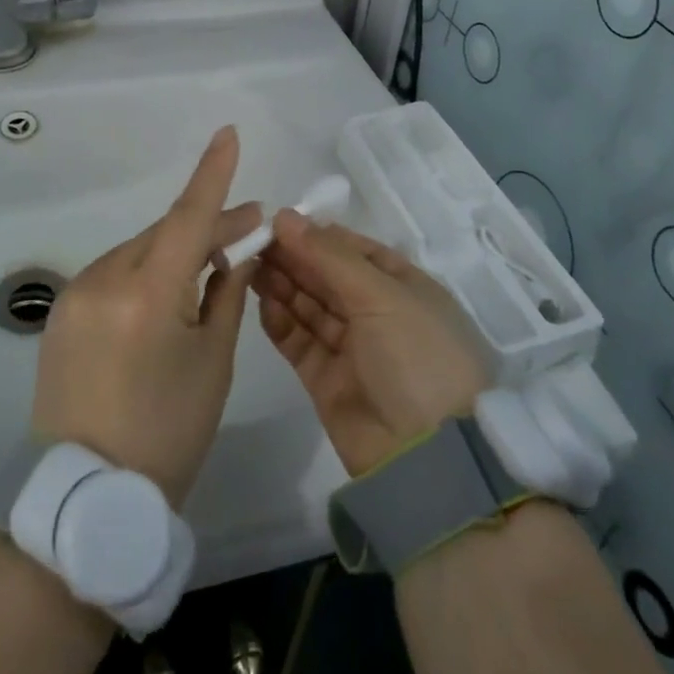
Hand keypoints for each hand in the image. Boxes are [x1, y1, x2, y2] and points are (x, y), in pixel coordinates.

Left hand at [31, 126, 260, 507]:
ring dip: (174, 251)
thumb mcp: (212, 363)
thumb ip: (226, 295)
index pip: (187, 217)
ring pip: (138, 251)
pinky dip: (145, 272)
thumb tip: (238, 250)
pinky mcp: (62, 312)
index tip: (228, 134)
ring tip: (209, 267)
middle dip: (205, 227)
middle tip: (247, 230)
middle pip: (164, 233)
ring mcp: (76, 295)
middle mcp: (104, 280)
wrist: (86, 495)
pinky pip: (114, 274)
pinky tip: (165, 293)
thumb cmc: (167, 433)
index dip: (212, 174)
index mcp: (147, 295)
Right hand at [256, 211, 489, 475]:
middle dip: (293, 257)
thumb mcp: (381, 295)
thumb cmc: (416, 356)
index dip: (317, 235)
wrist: (426, 456)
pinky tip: (260, 300)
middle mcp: (378, 313)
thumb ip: (329, 255)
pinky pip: (299, 340)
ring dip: (282, 284)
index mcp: (404, 287)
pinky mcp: (326, 379)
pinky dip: (280, 321)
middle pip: (327, 276)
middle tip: (253, 240)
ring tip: (248, 263)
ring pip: (309, 306)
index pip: (354, 250)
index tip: (277, 221)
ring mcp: (352, 347)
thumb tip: (285, 217)